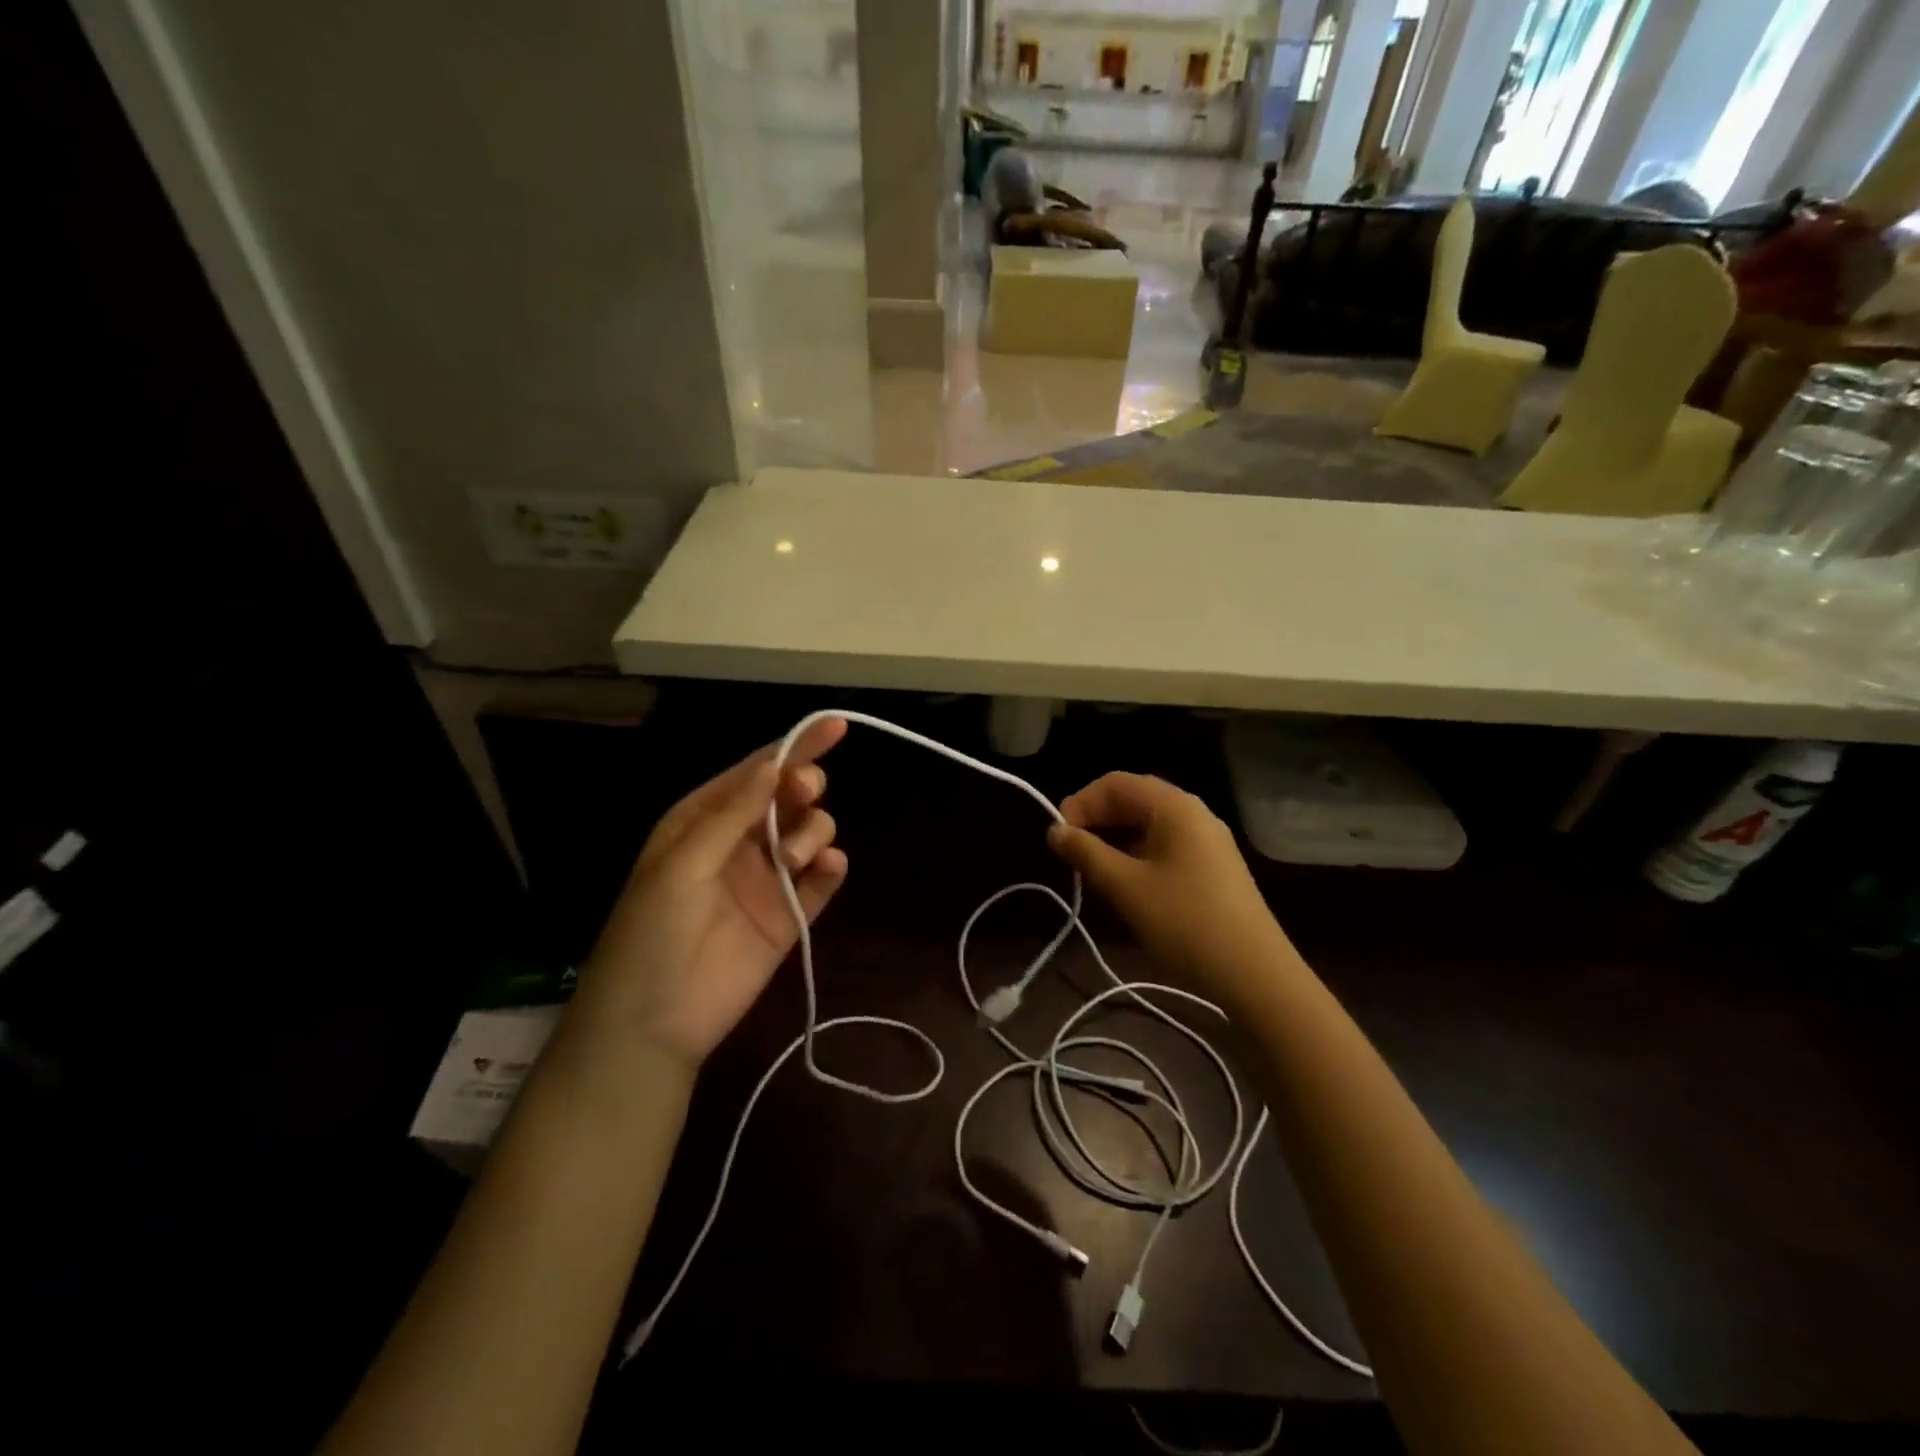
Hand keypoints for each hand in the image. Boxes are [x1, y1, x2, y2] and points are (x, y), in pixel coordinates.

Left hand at [571, 717, 848, 1067]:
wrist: (652, 1025)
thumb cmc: (652, 933)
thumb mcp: (682, 864)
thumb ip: (731, 814)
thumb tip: (774, 763)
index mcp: (704, 821)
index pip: (755, 774)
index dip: (794, 748)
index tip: (835, 727)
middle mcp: (739, 843)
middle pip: (788, 798)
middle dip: (803, 788)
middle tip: (805, 795)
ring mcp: (767, 880)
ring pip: (810, 834)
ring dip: (812, 833)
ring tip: (793, 860)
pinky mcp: (790, 917)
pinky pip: (822, 882)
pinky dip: (832, 869)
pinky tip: (829, 868)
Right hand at [1047, 772, 1299, 1014]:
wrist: (1255, 975)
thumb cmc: (1185, 923)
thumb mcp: (1126, 887)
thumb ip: (1086, 853)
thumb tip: (1055, 830)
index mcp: (1174, 806)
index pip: (1116, 783)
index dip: (1081, 803)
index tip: (1058, 837)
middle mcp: (1194, 813)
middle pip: (1134, 799)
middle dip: (1097, 819)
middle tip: (1071, 853)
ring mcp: (1207, 840)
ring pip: (1149, 824)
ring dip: (1115, 839)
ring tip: (1092, 871)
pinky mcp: (1213, 866)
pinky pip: (1166, 845)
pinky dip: (1137, 854)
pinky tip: (1126, 883)